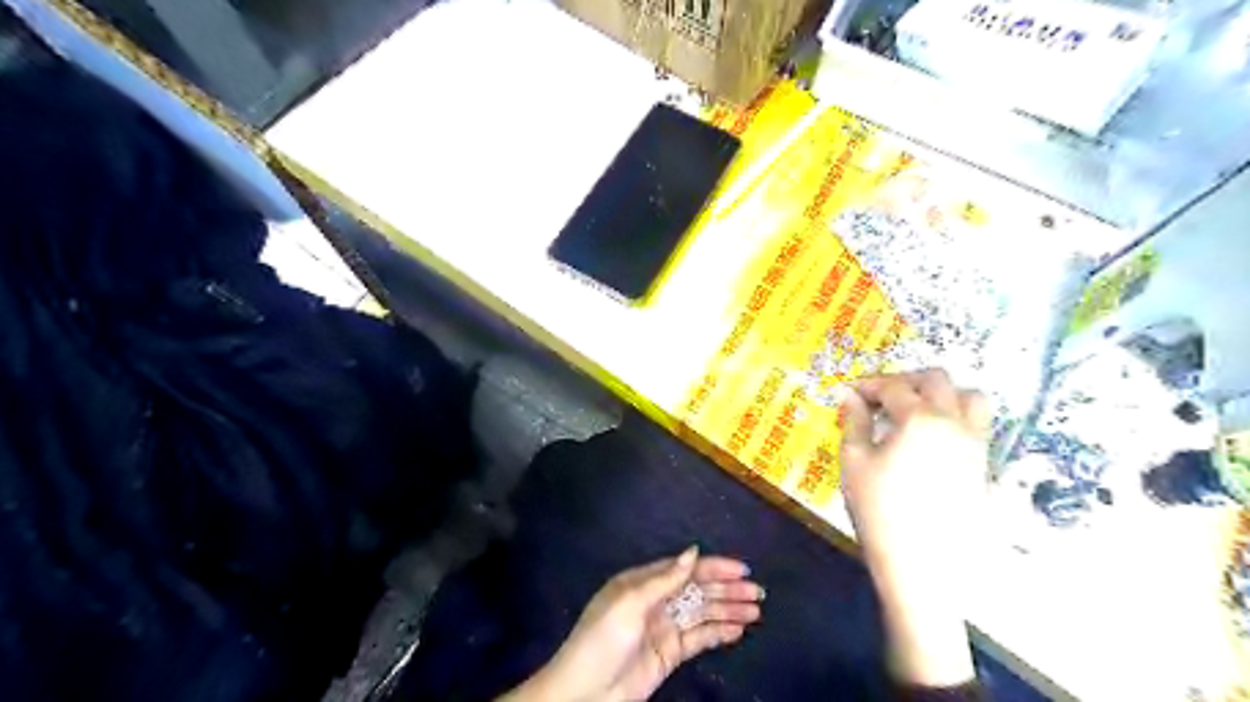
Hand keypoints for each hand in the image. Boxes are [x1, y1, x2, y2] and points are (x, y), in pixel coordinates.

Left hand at [500, 550, 760, 700]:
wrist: (585, 693)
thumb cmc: (603, 639)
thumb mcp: (630, 603)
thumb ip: (664, 579)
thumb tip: (693, 550)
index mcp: (644, 582)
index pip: (685, 569)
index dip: (714, 567)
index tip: (742, 570)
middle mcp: (657, 600)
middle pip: (698, 590)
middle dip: (727, 590)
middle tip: (758, 593)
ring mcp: (665, 627)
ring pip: (703, 613)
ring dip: (728, 610)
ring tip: (756, 612)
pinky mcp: (670, 653)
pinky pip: (699, 638)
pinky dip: (719, 633)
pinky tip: (738, 630)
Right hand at [839, 371, 986, 686]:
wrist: (923, 565)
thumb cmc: (879, 510)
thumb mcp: (855, 462)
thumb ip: (854, 421)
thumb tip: (848, 395)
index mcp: (920, 419)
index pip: (892, 386)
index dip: (866, 385)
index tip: (848, 393)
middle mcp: (954, 422)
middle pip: (936, 380)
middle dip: (904, 381)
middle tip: (879, 399)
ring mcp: (975, 443)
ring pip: (969, 396)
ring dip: (940, 393)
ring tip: (913, 411)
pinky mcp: (983, 464)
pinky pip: (976, 423)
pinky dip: (954, 415)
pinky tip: (928, 437)